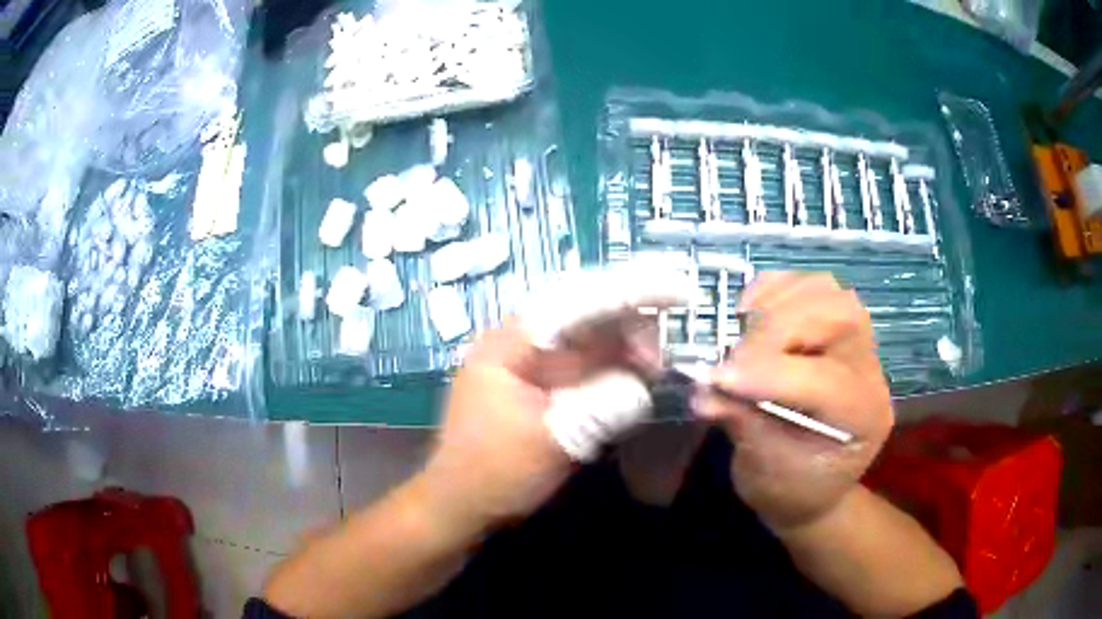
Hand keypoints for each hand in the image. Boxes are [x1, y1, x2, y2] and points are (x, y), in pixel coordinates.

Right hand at [694, 273, 893, 532]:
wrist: (812, 487)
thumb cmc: (791, 489)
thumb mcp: (765, 474)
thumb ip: (744, 426)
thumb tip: (705, 390)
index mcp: (863, 419)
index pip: (826, 380)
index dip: (770, 374)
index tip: (717, 378)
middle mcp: (870, 372)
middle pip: (839, 317)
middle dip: (777, 329)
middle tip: (732, 356)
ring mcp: (856, 342)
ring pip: (828, 291)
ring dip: (778, 303)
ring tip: (743, 330)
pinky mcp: (833, 326)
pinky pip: (810, 286)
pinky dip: (776, 289)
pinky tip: (752, 313)